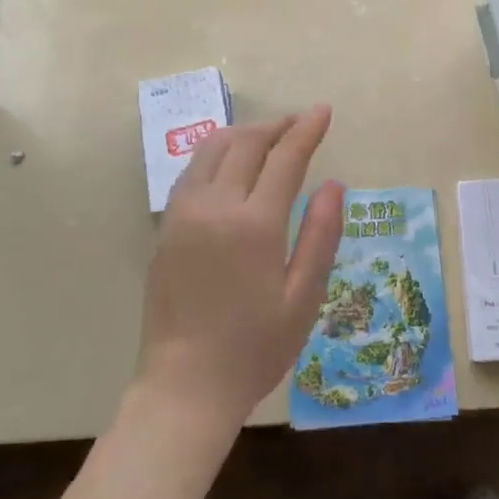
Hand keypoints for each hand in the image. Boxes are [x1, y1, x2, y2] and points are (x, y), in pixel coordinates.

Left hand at [135, 106, 344, 429]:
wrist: (183, 388)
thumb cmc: (253, 349)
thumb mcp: (302, 298)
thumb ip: (320, 235)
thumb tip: (333, 184)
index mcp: (254, 224)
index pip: (284, 158)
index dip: (306, 130)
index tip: (323, 110)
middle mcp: (214, 206)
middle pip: (246, 143)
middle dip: (277, 125)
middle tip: (300, 121)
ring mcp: (183, 214)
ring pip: (213, 149)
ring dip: (244, 133)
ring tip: (269, 135)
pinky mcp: (166, 227)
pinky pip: (193, 171)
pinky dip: (217, 153)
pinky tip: (231, 163)